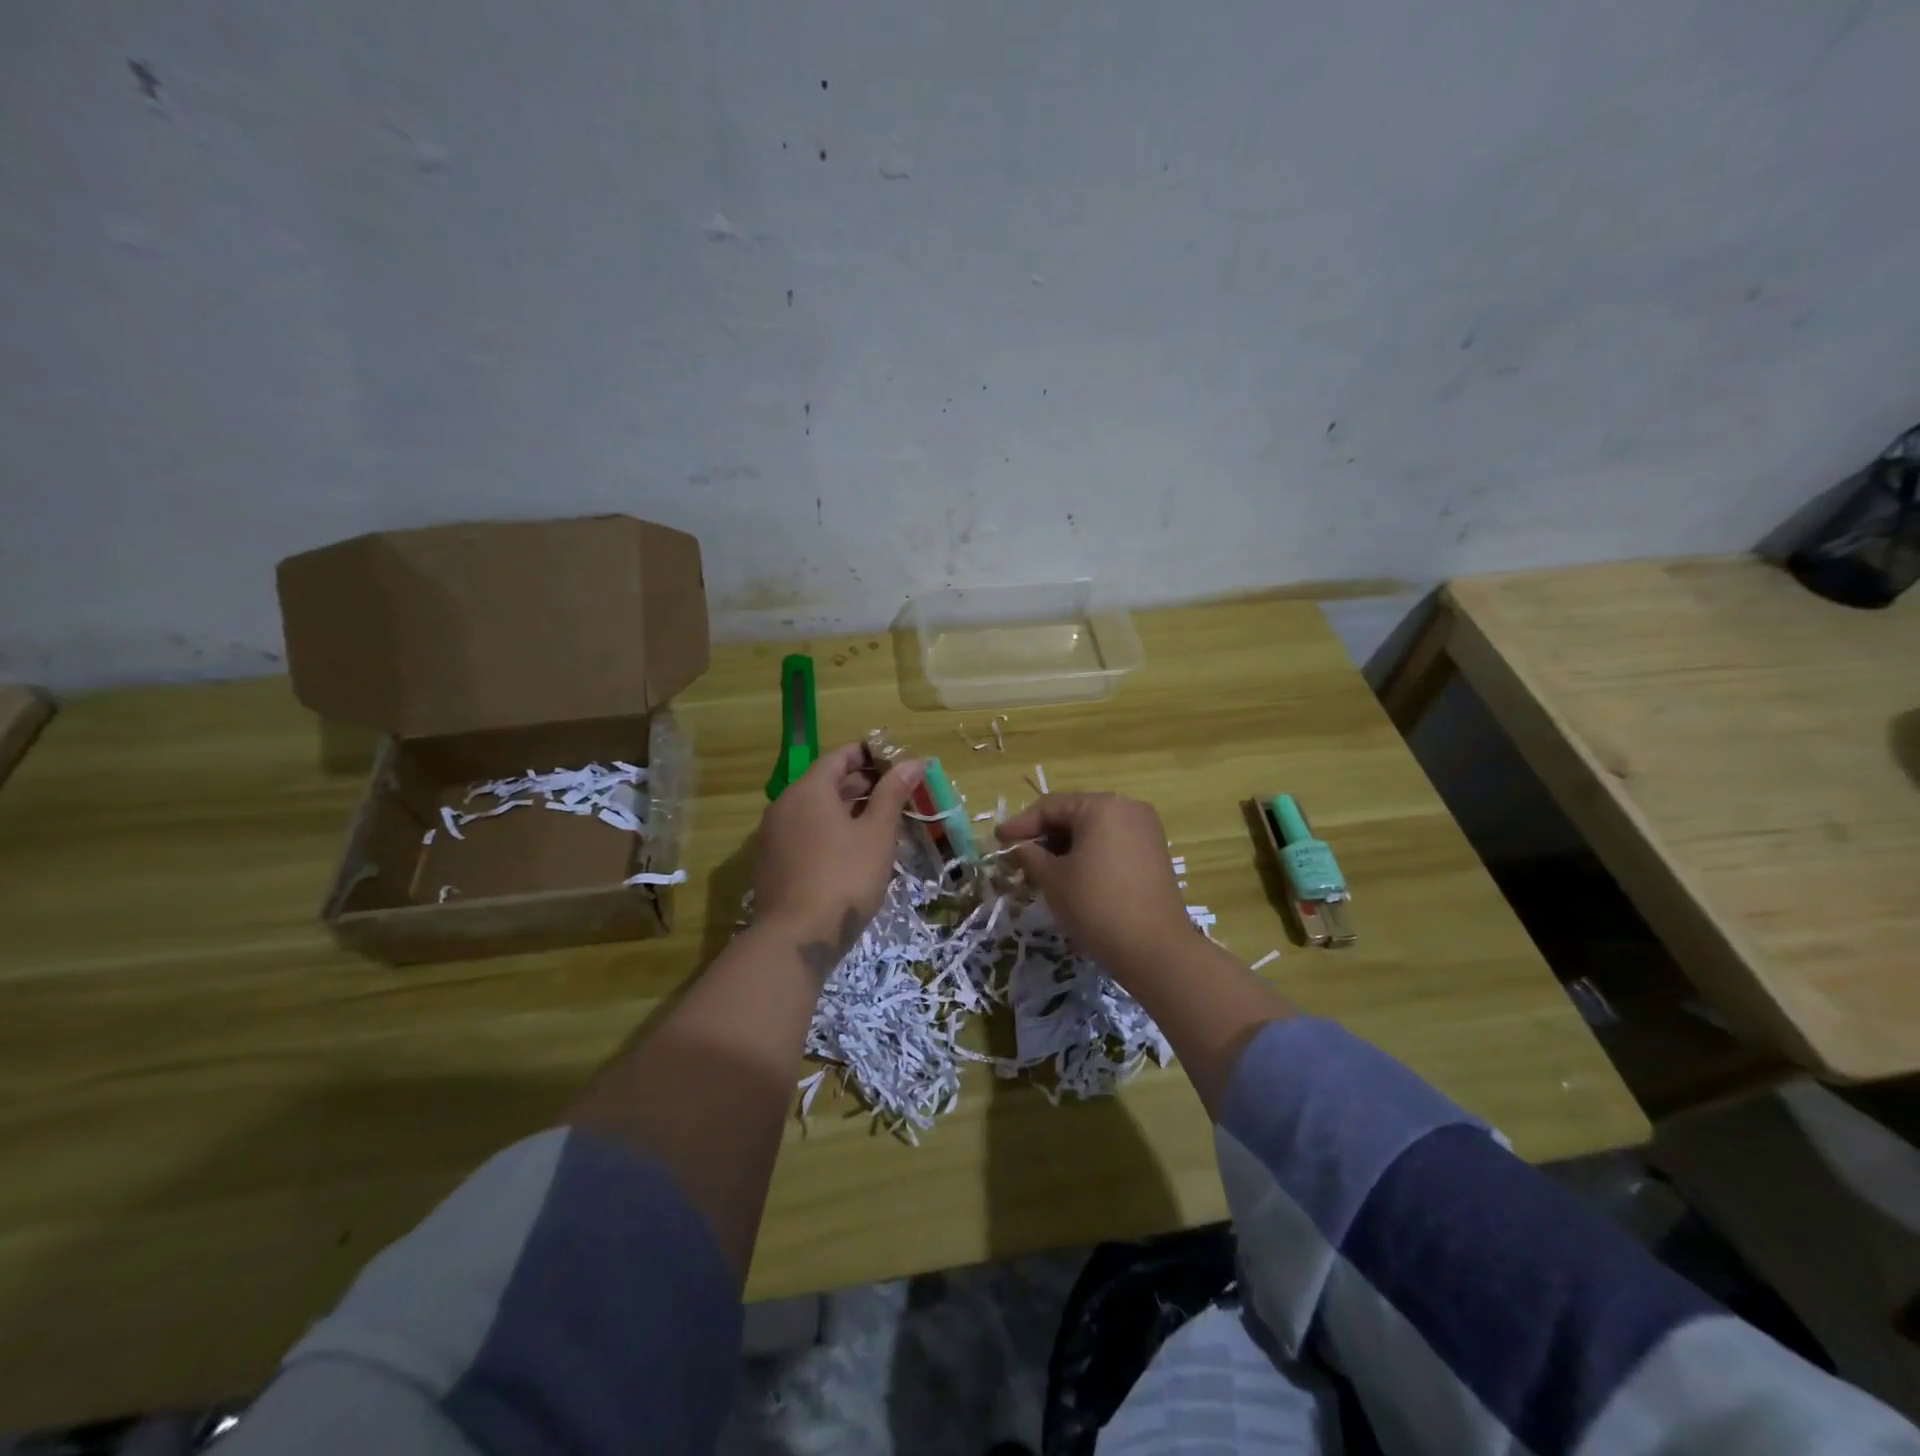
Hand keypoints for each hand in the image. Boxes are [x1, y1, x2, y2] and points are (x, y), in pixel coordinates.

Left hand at [753, 742, 924, 972]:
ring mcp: (772, 836)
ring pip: (814, 810)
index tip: (895, 761)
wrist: (797, 937)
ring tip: (879, 820)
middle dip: (860, 783)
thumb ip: (892, 794)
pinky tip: (851, 849)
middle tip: (894, 792)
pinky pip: (803, 834)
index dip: (868, 755)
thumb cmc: (844, 877)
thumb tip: (912, 762)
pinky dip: (828, 831)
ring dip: (845, 809)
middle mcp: (784, 805)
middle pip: (824, 782)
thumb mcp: (877, 833)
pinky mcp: (771, 863)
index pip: (839, 757)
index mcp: (808, 790)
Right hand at [997, 793, 1190, 980]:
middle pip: (1073, 814)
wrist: (1155, 949)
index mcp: (1101, 805)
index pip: (1050, 807)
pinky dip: (1089, 854)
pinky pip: (1112, 842)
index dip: (1020, 824)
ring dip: (1065, 846)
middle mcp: (1127, 807)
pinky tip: (1072, 875)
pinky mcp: (1154, 852)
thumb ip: (1029, 855)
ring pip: (1093, 829)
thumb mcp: (1053, 879)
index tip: (998, 841)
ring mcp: (1145, 829)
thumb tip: (1017, 846)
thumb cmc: (1096, 906)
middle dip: (1044, 836)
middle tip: (1017, 858)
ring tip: (1041, 870)